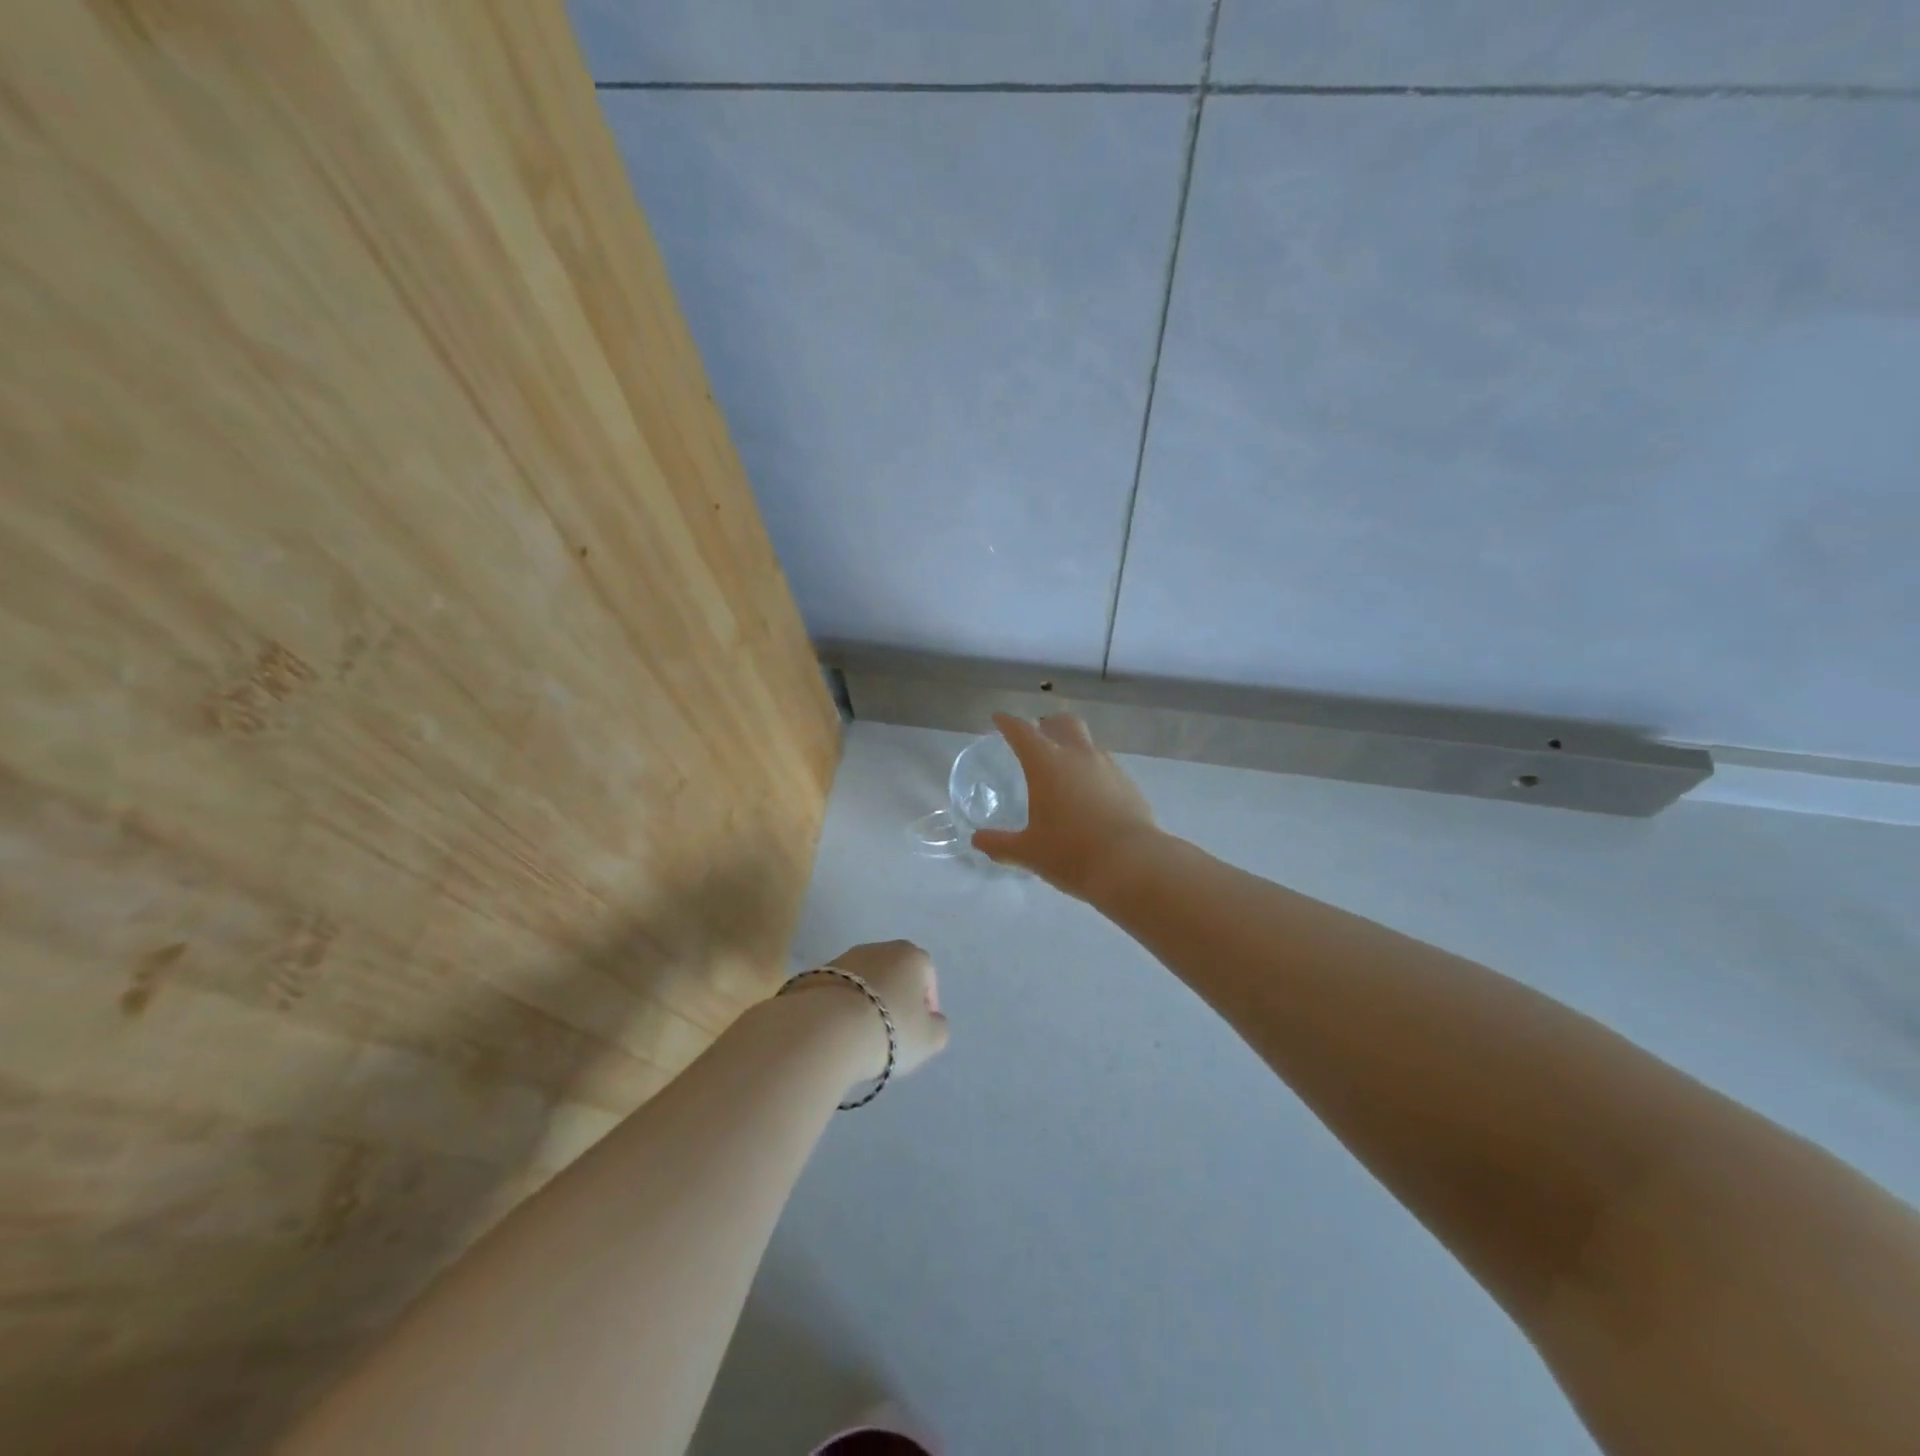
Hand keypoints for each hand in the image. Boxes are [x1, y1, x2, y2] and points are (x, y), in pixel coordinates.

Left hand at [809, 940, 949, 1081]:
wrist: (825, 1029)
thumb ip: (938, 1028)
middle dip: (895, 1000)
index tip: (919, 1031)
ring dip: (866, 1003)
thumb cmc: (889, 1029)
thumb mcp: (930, 1039)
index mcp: (911, 955)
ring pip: (864, 983)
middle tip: (892, 1034)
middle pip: (894, 975)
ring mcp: (843, 958)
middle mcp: (878, 948)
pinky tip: (838, 1033)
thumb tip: (932, 1021)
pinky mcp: (814, 973)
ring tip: (861, 1037)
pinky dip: (841, 1009)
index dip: (926, 1005)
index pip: (927, 976)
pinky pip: (837, 993)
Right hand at [972, 712, 1158, 899]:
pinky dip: (1094, 772)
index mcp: (1046, 764)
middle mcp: (1078, 756)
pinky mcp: (1129, 785)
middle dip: (1048, 724)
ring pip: (1088, 744)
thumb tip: (977, 840)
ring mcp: (1108, 767)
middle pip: (1063, 723)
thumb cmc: (1070, 853)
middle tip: (1038, 735)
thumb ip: (1000, 844)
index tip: (999, 719)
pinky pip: (1107, 767)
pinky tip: (1091, 796)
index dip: (1008, 723)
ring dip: (1074, 747)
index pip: (1022, 731)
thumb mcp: (1028, 852)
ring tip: (1065, 769)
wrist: (1133, 864)